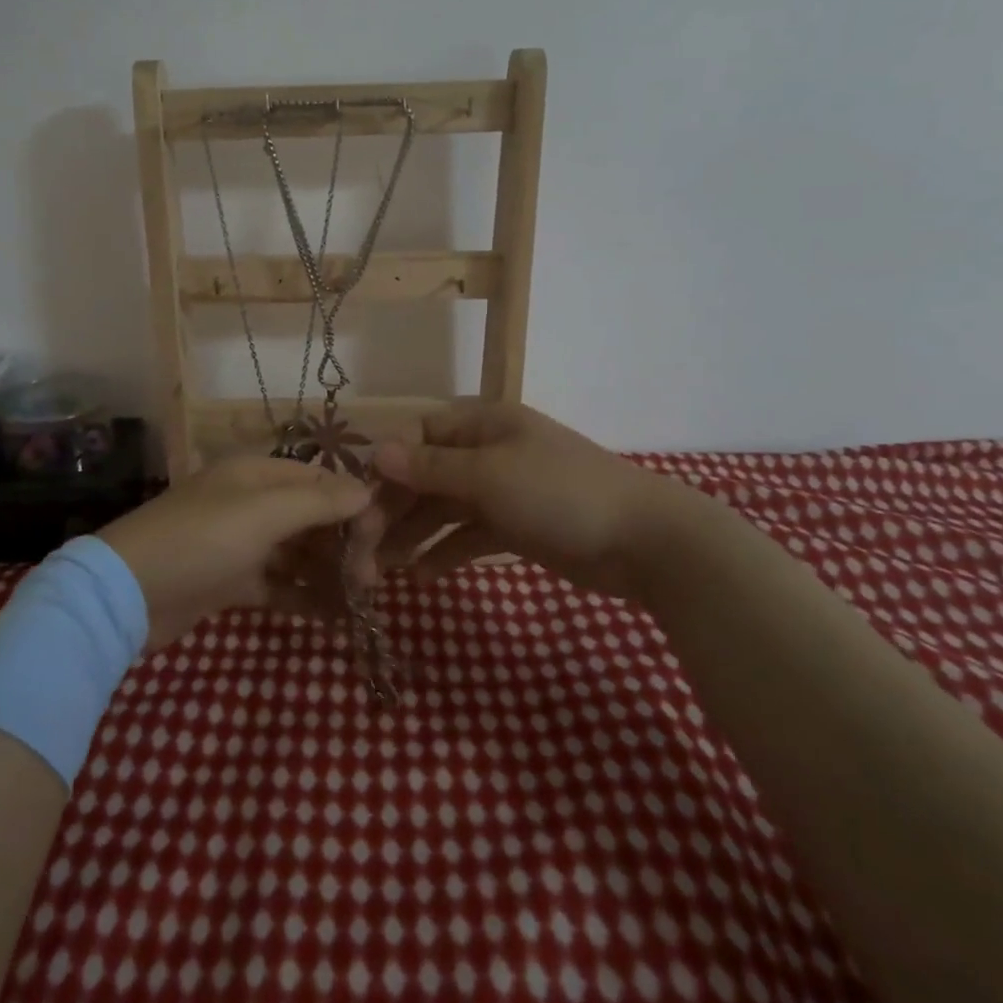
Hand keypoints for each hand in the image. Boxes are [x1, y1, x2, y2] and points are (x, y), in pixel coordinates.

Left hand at [98, 456, 382, 648]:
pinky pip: (278, 584)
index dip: (352, 504)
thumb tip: (368, 490)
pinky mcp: (230, 581)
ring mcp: (240, 543)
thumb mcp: (263, 513)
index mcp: (257, 474)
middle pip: (311, 517)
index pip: (320, 480)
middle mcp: (251, 502)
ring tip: (360, 599)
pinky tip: (334, 617)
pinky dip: (304, 597)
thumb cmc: (201, 540)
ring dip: (328, 572)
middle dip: (343, 543)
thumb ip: (318, 501)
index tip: (380, 537)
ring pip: (298, 553)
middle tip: (370, 579)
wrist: (128, 594)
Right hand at [371, 401, 704, 598]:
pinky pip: (469, 534)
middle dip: (395, 507)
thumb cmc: (559, 494)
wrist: (644, 542)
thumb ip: (430, 467)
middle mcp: (489, 452)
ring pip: (444, 508)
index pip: (419, 434)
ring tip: (383, 568)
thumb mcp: (488, 476)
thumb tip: (377, 451)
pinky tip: (423, 576)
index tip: (358, 500)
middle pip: (427, 474)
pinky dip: (447, 551)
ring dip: (414, 533)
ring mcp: (504, 490)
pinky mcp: (516, 527)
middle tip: (363, 546)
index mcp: (483, 426)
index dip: (387, 464)